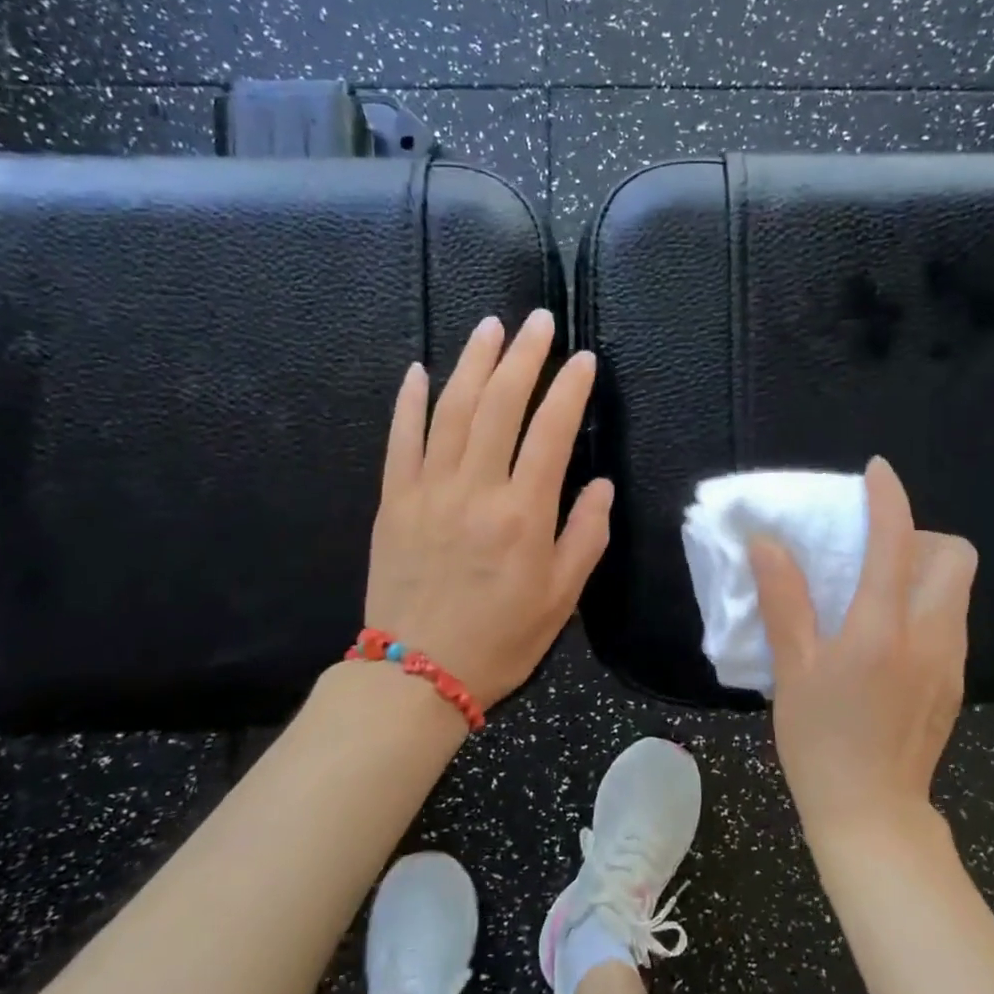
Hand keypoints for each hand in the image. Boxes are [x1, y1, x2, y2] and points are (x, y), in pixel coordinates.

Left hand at [365, 310, 612, 709]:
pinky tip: (420, 370)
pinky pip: (400, 441)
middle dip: (522, 356)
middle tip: (538, 320)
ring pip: (451, 411)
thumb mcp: (562, 598)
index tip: (582, 359)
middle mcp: (476, 490)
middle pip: (499, 405)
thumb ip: (586, 535)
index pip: (551, 431)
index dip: (569, 388)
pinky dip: (409, 402)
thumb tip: (599, 485)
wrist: (416, 673)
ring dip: (472, 363)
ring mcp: (428, 491)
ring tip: (490, 326)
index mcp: (523, 514)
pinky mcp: (394, 501)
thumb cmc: (500, 639)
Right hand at [748, 457, 977, 842]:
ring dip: (925, 570)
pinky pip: (951, 621)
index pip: (895, 542)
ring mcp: (951, 661)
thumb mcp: (793, 670)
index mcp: (882, 628)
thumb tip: (767, 544)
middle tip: (876, 552)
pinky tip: (889, 637)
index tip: (876, 472)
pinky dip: (927, 605)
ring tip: (877, 592)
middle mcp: (929, 635)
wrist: (872, 816)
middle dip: (921, 536)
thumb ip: (784, 601)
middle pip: (955, 556)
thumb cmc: (821, 742)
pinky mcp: (956, 683)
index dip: (888, 498)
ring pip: (958, 589)